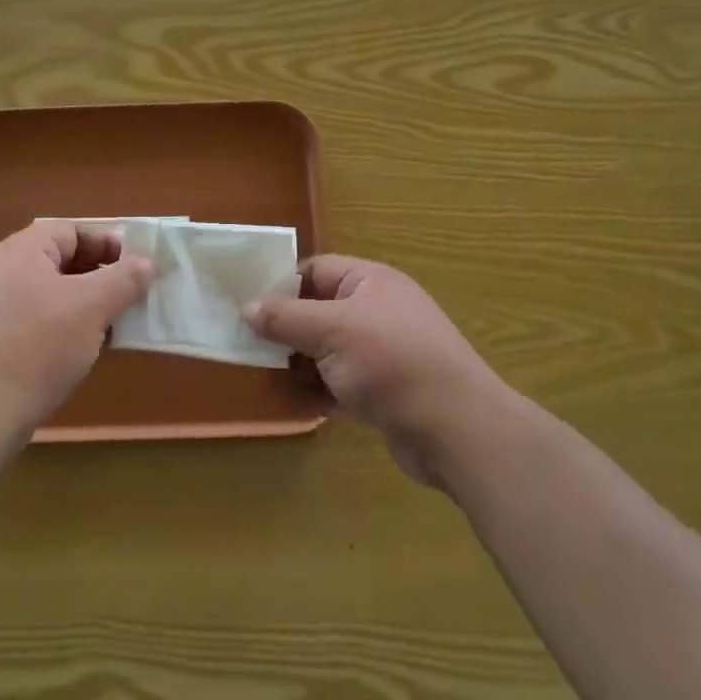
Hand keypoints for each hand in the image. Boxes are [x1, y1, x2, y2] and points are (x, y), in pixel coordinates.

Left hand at [0, 220, 154, 429]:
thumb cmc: (38, 345)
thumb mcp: (92, 306)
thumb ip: (124, 279)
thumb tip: (146, 264)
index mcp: (21, 251)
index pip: (71, 231)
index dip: (107, 244)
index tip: (137, 267)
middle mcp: (0, 272)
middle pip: (60, 263)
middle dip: (99, 278)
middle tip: (131, 298)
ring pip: (49, 297)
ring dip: (84, 308)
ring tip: (113, 328)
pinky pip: (34, 324)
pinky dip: (62, 331)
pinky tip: (82, 354)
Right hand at [246, 255, 502, 485]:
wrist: (455, 429)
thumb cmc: (391, 361)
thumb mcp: (331, 330)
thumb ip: (285, 317)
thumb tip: (247, 307)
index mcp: (369, 282)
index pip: (315, 271)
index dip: (280, 285)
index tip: (245, 305)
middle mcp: (375, 311)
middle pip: (316, 312)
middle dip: (284, 331)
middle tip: (246, 347)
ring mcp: (379, 353)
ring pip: (324, 351)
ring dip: (296, 365)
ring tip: (264, 379)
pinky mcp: (381, 391)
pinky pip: (337, 383)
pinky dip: (316, 391)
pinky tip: (291, 403)